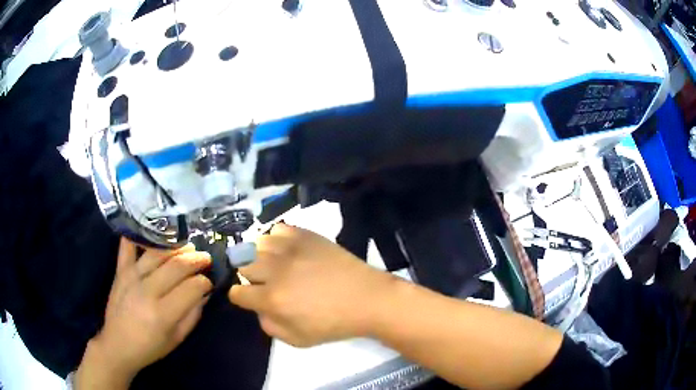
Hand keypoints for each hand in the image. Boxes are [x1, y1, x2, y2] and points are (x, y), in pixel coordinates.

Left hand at [76, 239, 212, 387]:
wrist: (117, 344)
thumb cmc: (150, 347)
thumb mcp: (177, 338)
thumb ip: (193, 315)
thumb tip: (204, 292)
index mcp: (162, 314)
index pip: (191, 288)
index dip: (205, 282)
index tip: (209, 282)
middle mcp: (147, 291)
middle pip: (177, 266)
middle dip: (196, 260)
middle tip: (206, 259)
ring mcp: (131, 276)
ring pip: (158, 252)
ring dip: (177, 247)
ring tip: (188, 247)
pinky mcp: (120, 270)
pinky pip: (128, 245)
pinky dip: (138, 234)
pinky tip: (152, 230)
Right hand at [228, 224, 396, 346]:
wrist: (366, 299)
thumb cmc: (333, 324)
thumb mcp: (297, 340)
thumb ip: (269, 326)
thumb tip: (258, 308)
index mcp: (272, 299)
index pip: (238, 292)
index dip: (240, 296)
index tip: (248, 297)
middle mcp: (275, 271)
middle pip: (243, 265)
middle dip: (248, 275)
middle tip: (263, 281)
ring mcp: (291, 249)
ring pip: (257, 244)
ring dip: (260, 256)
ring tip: (274, 263)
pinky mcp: (306, 236)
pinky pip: (278, 229)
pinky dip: (277, 239)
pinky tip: (287, 250)